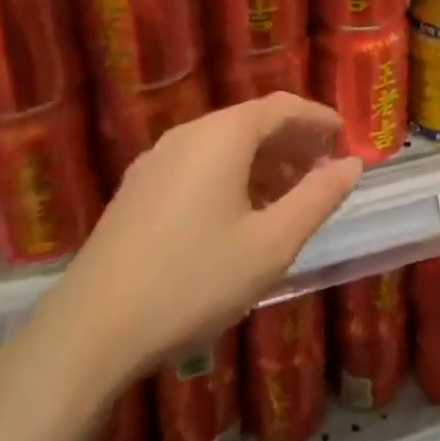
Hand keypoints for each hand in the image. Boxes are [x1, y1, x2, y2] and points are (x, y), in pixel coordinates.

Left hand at [30, 94, 361, 399]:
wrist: (87, 333)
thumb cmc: (192, 281)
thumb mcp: (271, 244)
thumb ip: (318, 198)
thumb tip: (352, 164)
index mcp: (223, 135)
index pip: (283, 106)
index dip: (318, 118)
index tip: (344, 138)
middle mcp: (188, 134)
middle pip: (252, 122)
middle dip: (292, 141)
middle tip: (322, 170)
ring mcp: (155, 160)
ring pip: (222, 145)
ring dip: (262, 161)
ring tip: (287, 196)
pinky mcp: (136, 190)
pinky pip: (197, 165)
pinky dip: (230, 175)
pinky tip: (237, 215)